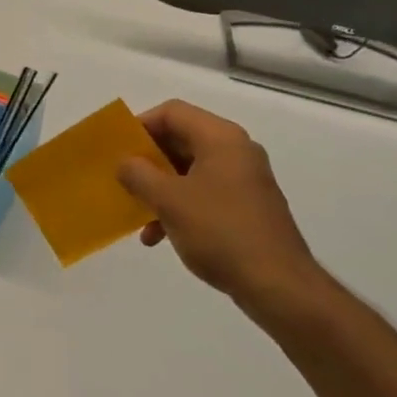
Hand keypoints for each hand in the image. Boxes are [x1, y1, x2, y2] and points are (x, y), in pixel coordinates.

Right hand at [116, 100, 327, 322]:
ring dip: (159, 188)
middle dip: (148, 161)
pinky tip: (159, 236)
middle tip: (122, 179)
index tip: (119, 149)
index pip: (172, 112)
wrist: (277, 284)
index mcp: (220, 138)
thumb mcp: (169, 201)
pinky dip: (179, 207)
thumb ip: (139, 175)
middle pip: (181, 140)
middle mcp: (235, 151)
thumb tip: (125, 162)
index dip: (141, 125)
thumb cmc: (220, 231)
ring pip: (189, 171)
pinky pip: (203, 194)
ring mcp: (243, 180)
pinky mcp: (246, 207)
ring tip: (138, 215)